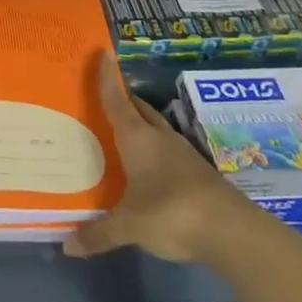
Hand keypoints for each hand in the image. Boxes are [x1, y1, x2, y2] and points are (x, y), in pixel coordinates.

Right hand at [64, 53, 258, 263]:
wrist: (233, 232)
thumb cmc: (171, 213)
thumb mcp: (129, 226)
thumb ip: (100, 234)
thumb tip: (68, 247)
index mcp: (138, 139)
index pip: (117, 101)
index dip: (107, 78)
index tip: (102, 54)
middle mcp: (160, 139)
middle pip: (139, 110)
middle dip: (124, 100)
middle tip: (105, 98)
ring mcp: (184, 155)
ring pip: (157, 130)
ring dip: (142, 126)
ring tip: (124, 131)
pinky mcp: (200, 174)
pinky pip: (170, 152)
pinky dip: (156, 151)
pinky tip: (150, 166)